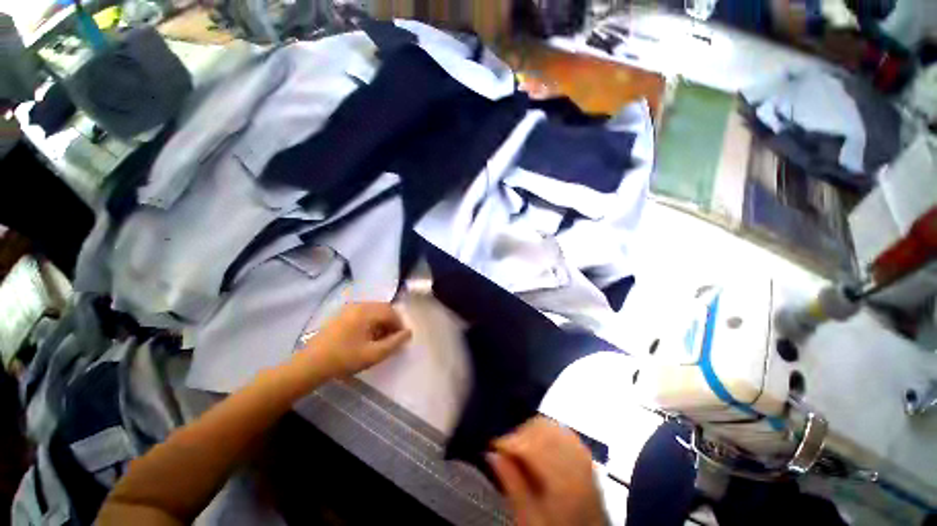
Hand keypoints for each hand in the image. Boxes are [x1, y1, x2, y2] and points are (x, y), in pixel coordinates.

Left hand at [300, 303, 411, 377]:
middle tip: (393, 338)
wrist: (310, 364)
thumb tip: (408, 333)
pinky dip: (371, 322)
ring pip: (373, 311)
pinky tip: (368, 337)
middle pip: (383, 309)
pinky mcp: (341, 315)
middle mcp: (358, 305)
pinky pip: (363, 314)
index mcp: (366, 311)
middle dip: (391, 323)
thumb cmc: (344, 358)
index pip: (391, 312)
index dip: (400, 324)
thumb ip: (394, 343)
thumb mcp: (373, 354)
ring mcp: (348, 309)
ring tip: (381, 339)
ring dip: (381, 323)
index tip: (402, 338)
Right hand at [488, 417, 606, 525]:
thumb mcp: (530, 520)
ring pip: (552, 425)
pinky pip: (562, 431)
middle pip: (543, 428)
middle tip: (506, 450)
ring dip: (532, 431)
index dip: (509, 441)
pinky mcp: (585, 455)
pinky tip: (537, 446)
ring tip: (520, 448)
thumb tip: (492, 454)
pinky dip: (546, 433)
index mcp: (563, 480)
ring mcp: (583, 456)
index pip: (532, 445)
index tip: (493, 446)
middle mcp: (577, 461)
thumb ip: (512, 486)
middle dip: (519, 434)